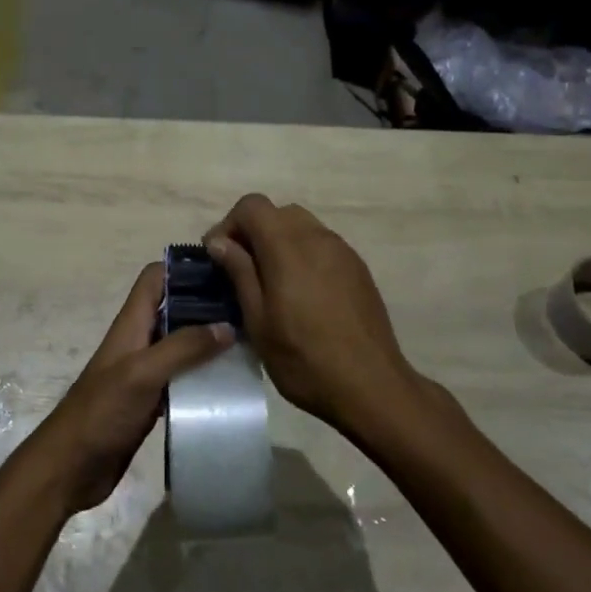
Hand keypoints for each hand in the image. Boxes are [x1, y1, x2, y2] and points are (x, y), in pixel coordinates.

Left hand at [31, 263, 231, 515]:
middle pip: (174, 308)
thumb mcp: (143, 373)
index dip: (184, 267)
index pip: (156, 278)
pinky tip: (230, 381)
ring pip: (182, 344)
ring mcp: (145, 371)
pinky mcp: (152, 400)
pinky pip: (183, 378)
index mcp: (132, 324)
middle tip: (248, 308)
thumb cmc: (102, 411)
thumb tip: (227, 326)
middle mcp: (139, 341)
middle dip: (206, 304)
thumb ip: (183, 347)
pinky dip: (203, 375)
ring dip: (209, 341)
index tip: (223, 268)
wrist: (71, 467)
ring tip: (249, 341)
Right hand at [205, 194, 417, 435]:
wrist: (371, 385)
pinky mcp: (357, 267)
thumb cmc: (304, 358)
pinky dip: (303, 254)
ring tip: (271, 282)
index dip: (229, 224)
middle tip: (241, 269)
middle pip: (278, 212)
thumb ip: (239, 272)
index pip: (252, 205)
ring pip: (302, 226)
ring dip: (279, 242)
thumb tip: (220, 241)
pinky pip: (322, 244)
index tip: (218, 257)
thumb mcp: (258, 320)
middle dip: (254, 231)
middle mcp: (317, 237)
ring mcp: (342, 250)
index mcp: (288, 246)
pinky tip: (301, 293)